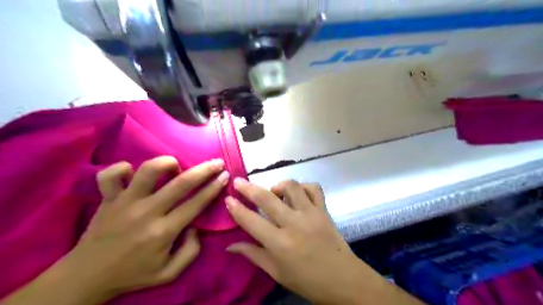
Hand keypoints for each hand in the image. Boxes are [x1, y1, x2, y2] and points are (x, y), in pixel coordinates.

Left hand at [67, 158, 229, 298]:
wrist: (86, 277)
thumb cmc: (132, 274)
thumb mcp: (169, 273)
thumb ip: (191, 251)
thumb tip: (196, 225)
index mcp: (164, 231)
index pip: (196, 203)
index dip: (214, 187)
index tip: (225, 175)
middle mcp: (147, 212)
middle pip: (181, 183)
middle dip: (204, 170)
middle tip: (217, 162)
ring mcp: (125, 202)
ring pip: (148, 170)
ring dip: (167, 163)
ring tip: (176, 165)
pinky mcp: (107, 198)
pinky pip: (111, 174)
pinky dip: (123, 168)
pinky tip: (133, 173)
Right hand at [225, 178, 423, 304]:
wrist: (343, 279)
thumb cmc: (307, 280)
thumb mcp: (277, 272)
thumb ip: (253, 255)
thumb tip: (230, 245)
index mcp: (280, 243)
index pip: (251, 221)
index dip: (236, 209)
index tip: (228, 198)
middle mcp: (294, 224)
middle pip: (267, 199)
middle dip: (249, 188)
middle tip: (239, 181)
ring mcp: (311, 214)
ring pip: (292, 187)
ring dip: (279, 186)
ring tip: (274, 193)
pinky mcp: (324, 210)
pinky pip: (314, 188)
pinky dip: (303, 187)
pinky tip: (297, 194)